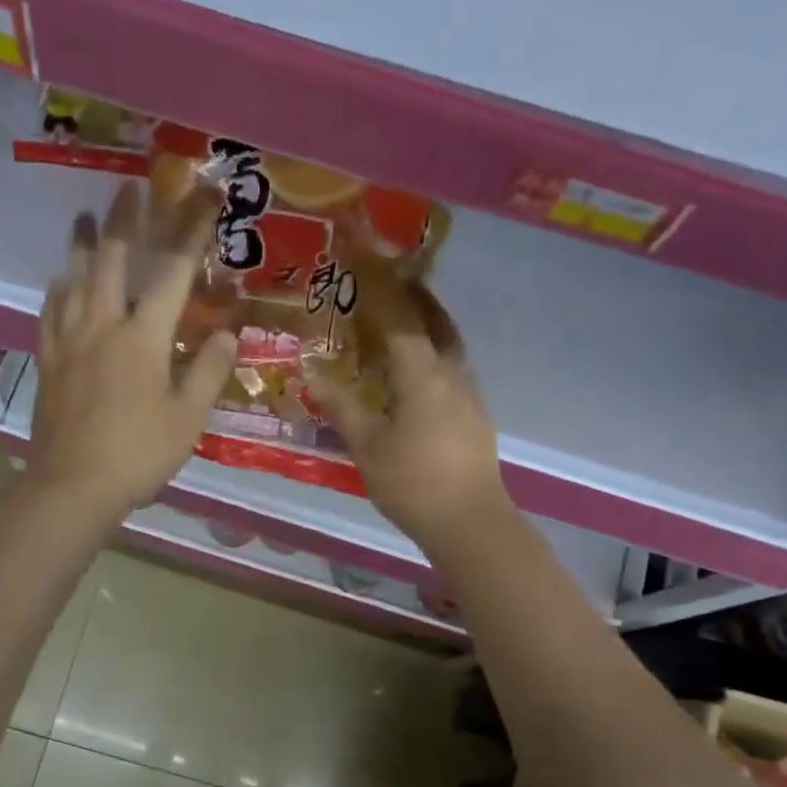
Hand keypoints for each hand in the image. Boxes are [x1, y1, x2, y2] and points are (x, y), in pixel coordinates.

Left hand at [28, 183, 236, 517]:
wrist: (74, 485)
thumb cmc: (139, 453)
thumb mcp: (188, 418)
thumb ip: (207, 372)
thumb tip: (227, 334)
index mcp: (144, 337)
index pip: (174, 274)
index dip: (191, 233)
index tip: (205, 199)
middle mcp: (103, 325)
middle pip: (113, 260)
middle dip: (125, 221)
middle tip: (128, 188)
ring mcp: (69, 341)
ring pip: (74, 279)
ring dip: (82, 245)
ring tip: (85, 218)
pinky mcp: (47, 361)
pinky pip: (50, 313)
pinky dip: (57, 290)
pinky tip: (58, 281)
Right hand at [304, 296, 512, 549]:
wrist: (469, 521)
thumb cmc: (412, 481)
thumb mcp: (366, 444)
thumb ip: (340, 405)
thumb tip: (310, 373)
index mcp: (422, 372)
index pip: (400, 318)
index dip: (381, 290)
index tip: (365, 265)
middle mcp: (451, 372)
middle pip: (435, 321)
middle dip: (415, 297)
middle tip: (391, 280)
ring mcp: (469, 393)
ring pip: (449, 345)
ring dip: (428, 325)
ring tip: (401, 323)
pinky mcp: (475, 414)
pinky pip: (452, 369)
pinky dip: (434, 355)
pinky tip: (416, 373)